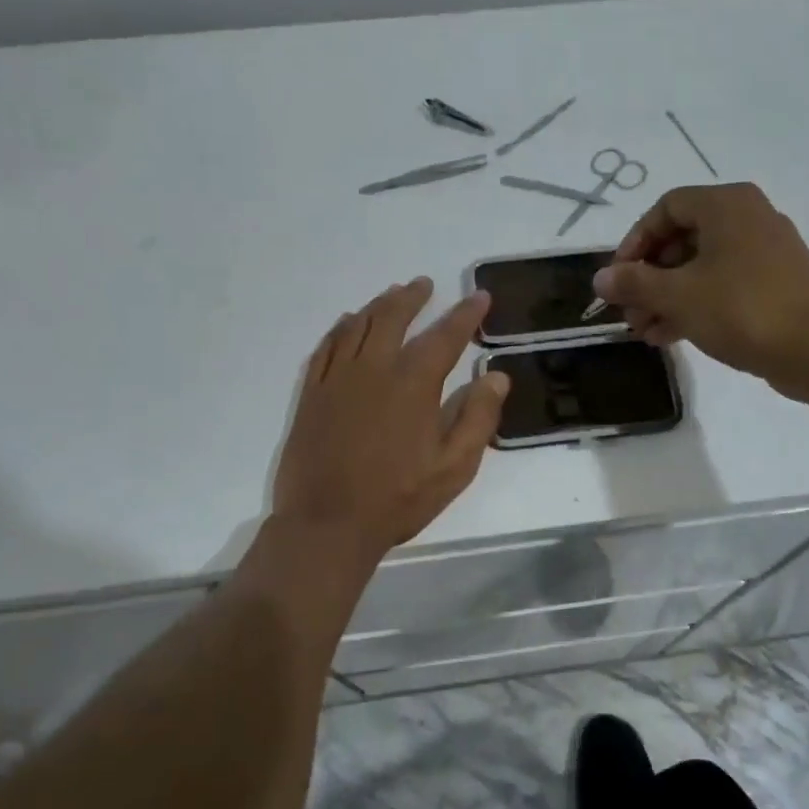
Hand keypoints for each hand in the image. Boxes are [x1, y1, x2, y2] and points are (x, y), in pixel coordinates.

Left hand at [272, 278, 509, 558]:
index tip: (479, 296)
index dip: (465, 314)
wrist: (327, 523)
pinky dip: (341, 328)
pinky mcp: (312, 393)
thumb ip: (478, 418)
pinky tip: (348, 323)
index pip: (445, 336)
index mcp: (413, 384)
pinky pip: (327, 347)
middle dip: (413, 297)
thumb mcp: (454, 467)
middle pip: (394, 317)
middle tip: (425, 284)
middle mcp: (374, 368)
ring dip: (379, 305)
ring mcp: (337, 378)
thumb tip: (496, 376)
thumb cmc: (398, 499)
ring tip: (392, 295)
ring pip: (358, 325)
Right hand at [592, 183, 808, 396]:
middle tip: (629, 312)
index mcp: (727, 205)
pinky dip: (695, 304)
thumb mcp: (677, 296)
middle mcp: (748, 217)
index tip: (618, 278)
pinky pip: (723, 284)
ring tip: (644, 331)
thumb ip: (634, 284)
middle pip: (682, 239)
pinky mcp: (776, 282)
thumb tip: (600, 278)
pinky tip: (670, 336)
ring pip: (701, 266)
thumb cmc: (742, 310)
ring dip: (666, 297)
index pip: (665, 208)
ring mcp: (765, 251)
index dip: (634, 242)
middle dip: (648, 278)